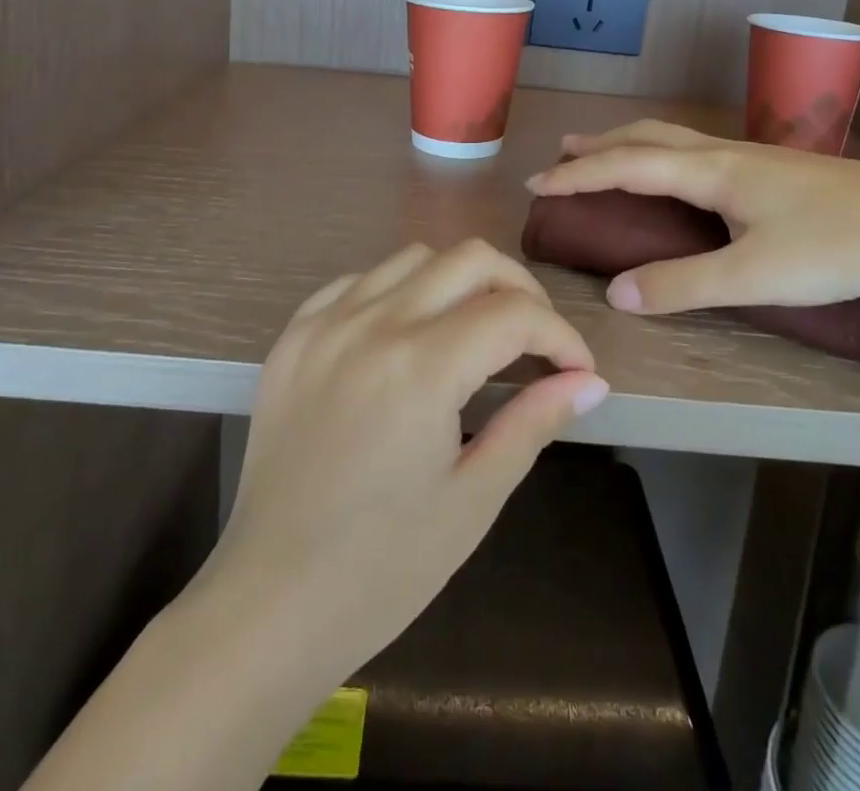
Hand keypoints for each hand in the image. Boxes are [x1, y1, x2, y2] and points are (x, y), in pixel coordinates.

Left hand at [203, 239, 609, 686]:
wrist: (269, 602)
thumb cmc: (383, 568)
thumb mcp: (473, 498)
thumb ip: (534, 422)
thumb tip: (590, 381)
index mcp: (421, 368)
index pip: (514, 313)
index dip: (560, 336)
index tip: (576, 370)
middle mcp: (373, 324)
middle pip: (470, 258)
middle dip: (519, 290)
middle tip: (534, 341)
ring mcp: (325, 323)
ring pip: (414, 257)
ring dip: (459, 283)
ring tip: (473, 333)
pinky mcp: (293, 336)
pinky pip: (358, 280)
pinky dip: (398, 291)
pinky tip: (406, 335)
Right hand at [527, 120, 859, 314]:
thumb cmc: (834, 248)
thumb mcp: (752, 276)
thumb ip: (681, 284)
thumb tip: (616, 294)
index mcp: (710, 171)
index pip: (626, 165)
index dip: (578, 175)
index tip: (538, 183)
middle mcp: (724, 154)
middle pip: (646, 137)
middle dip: (599, 146)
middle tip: (563, 155)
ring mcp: (753, 157)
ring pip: (674, 138)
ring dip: (631, 144)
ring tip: (607, 154)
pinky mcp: (775, 170)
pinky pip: (697, 150)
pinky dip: (663, 153)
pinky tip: (679, 174)